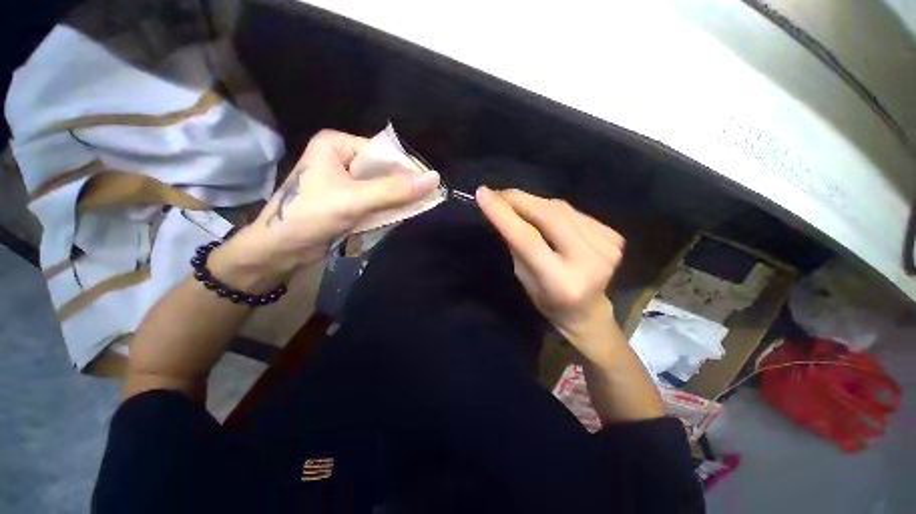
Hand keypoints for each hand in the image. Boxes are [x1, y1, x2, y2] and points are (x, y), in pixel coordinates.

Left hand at [211, 130, 439, 289]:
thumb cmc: (310, 216)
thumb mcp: (355, 200)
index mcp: (337, 145)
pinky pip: (375, 200)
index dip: (406, 169)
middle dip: (402, 187)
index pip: (382, 152)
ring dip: (396, 200)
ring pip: (381, 187)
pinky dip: (386, 209)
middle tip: (425, 201)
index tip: (429, 187)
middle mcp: (341, 158)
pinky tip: (397, 216)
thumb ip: (394, 190)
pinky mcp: (347, 200)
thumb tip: (434, 179)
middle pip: (383, 170)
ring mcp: (344, 180)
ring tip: (413, 210)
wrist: (280, 250)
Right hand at [476, 187, 624, 362]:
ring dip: (534, 202)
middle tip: (497, 193)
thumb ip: (516, 244)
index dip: (504, 214)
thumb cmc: (548, 300)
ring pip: (562, 208)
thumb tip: (504, 210)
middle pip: (549, 216)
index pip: (528, 239)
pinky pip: (574, 212)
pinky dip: (554, 209)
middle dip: (519, 200)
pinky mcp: (614, 237)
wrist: (588, 310)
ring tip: (517, 203)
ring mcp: (606, 247)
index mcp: (561, 281)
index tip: (483, 194)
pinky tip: (545, 216)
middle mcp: (588, 261)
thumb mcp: (523, 277)